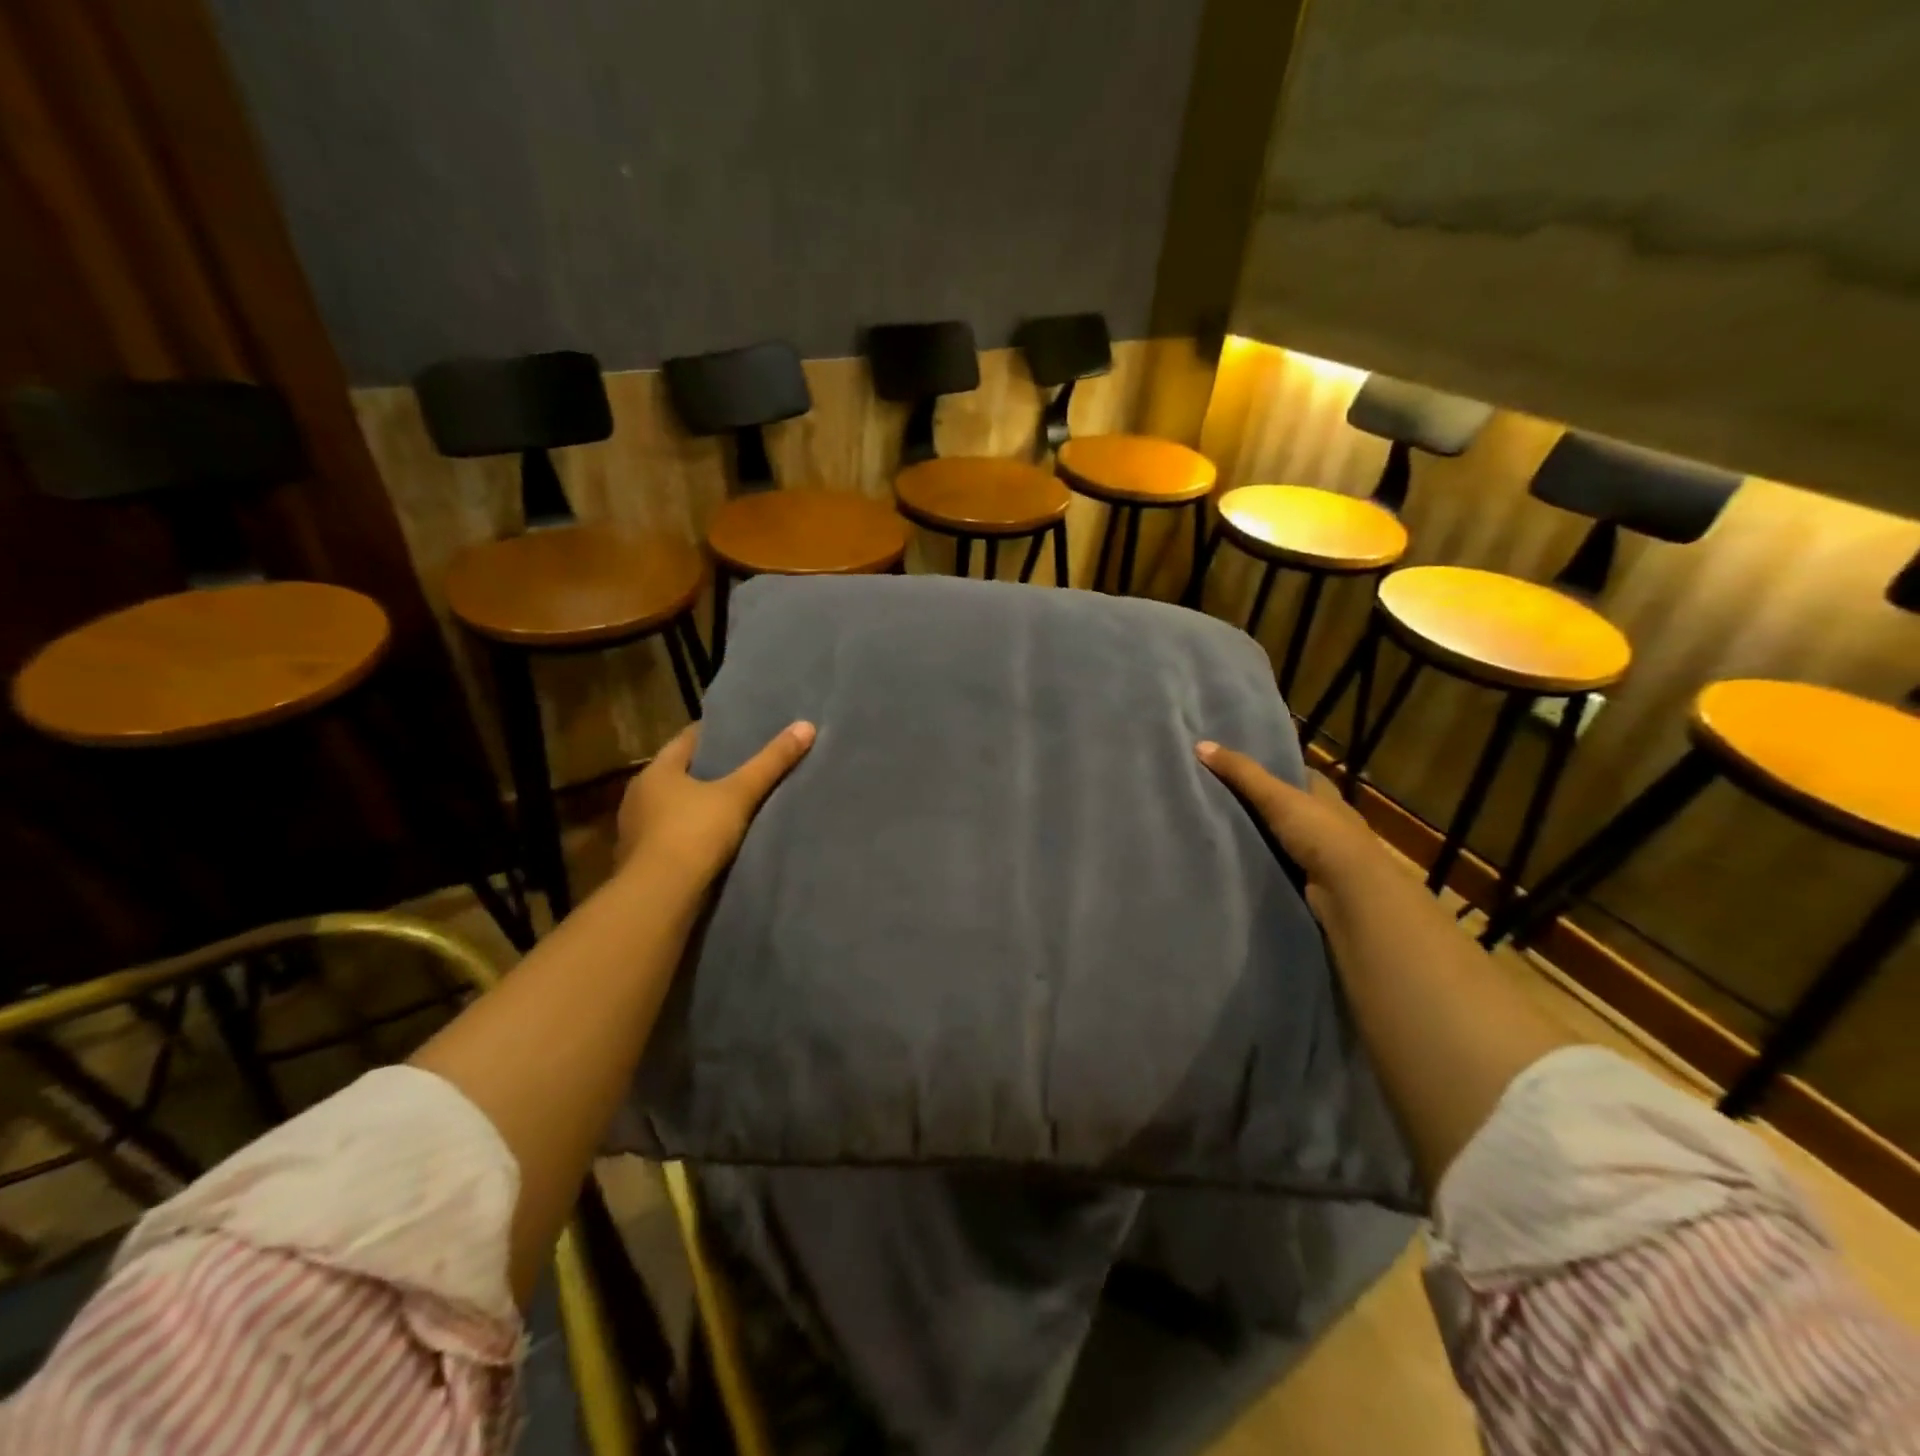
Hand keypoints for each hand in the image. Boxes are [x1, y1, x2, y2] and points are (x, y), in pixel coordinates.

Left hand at [617, 720, 815, 885]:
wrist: (659, 897)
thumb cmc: (694, 833)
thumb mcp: (739, 794)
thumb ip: (771, 763)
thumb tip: (806, 726)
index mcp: (656, 772)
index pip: (687, 740)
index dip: (714, 734)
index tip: (740, 732)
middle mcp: (639, 796)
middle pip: (679, 774)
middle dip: (708, 770)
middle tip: (744, 766)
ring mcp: (635, 831)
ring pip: (673, 807)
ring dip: (697, 806)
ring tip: (733, 804)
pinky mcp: (640, 861)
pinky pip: (670, 837)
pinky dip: (690, 834)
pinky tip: (713, 840)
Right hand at [1196, 740, 1405, 914]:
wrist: (1350, 892)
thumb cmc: (1320, 833)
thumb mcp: (1276, 796)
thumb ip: (1241, 773)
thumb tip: (1200, 744)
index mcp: (1325, 793)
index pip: (1297, 773)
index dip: (1271, 768)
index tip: (1237, 767)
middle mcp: (1327, 819)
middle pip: (1288, 804)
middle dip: (1260, 803)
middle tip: (1217, 796)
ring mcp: (1322, 852)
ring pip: (1284, 835)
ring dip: (1261, 834)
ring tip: (1218, 828)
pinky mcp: (1313, 879)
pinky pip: (1281, 863)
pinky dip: (1264, 860)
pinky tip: (1238, 858)